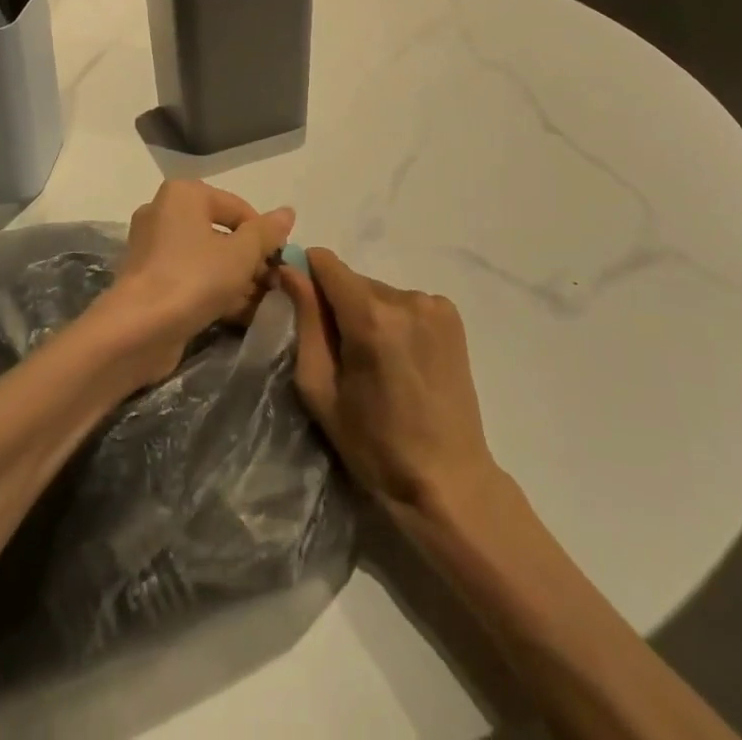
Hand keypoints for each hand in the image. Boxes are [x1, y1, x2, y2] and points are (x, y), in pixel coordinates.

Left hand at [98, 179, 294, 382]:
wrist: (136, 331)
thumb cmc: (193, 278)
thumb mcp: (241, 254)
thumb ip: (266, 233)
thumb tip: (288, 212)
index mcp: (184, 194)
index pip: (238, 208)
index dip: (264, 235)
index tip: (280, 264)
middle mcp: (164, 213)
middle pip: (222, 233)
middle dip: (251, 260)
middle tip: (274, 286)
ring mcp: (153, 248)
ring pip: (207, 258)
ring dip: (237, 279)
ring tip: (262, 304)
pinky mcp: (149, 280)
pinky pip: (191, 277)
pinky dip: (214, 291)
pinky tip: (240, 314)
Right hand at [278, 248, 499, 514]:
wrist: (447, 479)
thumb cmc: (374, 444)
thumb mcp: (321, 389)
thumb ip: (306, 321)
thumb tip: (290, 270)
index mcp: (370, 317)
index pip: (326, 263)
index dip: (308, 276)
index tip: (302, 304)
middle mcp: (405, 298)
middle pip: (353, 280)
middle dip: (339, 305)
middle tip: (343, 355)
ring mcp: (433, 304)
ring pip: (379, 292)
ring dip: (369, 314)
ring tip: (378, 363)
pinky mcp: (451, 315)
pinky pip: (405, 302)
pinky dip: (396, 321)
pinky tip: (403, 359)